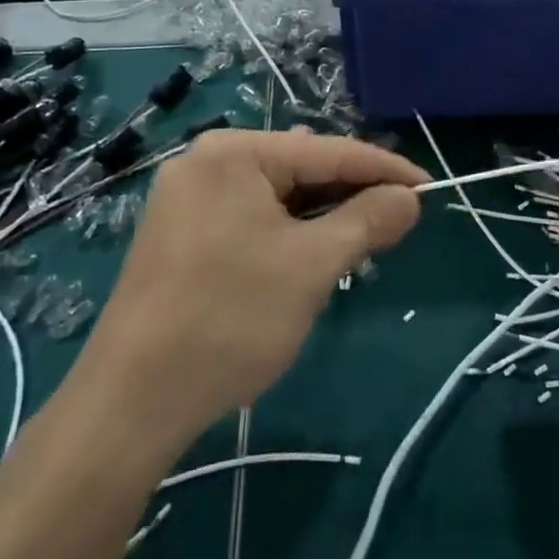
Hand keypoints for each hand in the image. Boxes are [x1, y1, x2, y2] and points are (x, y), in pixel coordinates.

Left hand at [78, 129, 426, 436]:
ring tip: (363, 241)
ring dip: (322, 217)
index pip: (329, 152)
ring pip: (278, 197)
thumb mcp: (313, 265)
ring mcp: (187, 199)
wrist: (128, 407)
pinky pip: (252, 218)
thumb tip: (410, 198)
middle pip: (301, 169)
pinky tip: (312, 257)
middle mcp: (206, 162)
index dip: (385, 169)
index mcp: (233, 152)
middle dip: (352, 195)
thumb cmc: (229, 319)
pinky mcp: (180, 235)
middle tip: (399, 221)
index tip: (429, 187)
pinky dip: (289, 233)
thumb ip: (368, 220)